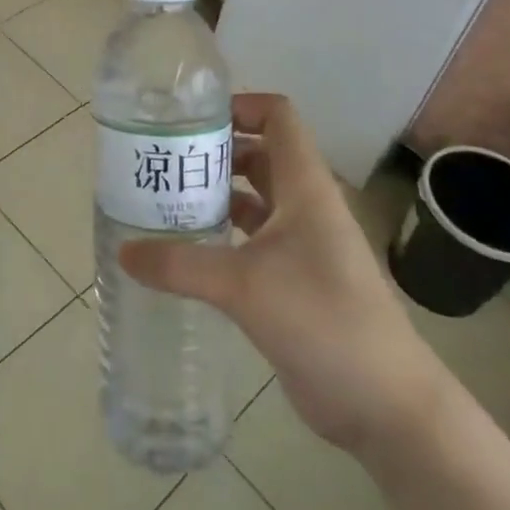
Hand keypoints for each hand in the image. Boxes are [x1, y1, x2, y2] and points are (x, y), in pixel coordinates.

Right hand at [118, 93, 447, 457]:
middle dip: (215, 152)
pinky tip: (189, 249)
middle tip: (164, 160)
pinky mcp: (296, 281)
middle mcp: (306, 206)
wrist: (385, 404)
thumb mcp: (243, 286)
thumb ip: (179, 266)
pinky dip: (224, 235)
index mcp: (305, 187)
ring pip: (256, 199)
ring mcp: (304, 245)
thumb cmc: (322, 319)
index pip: (278, 118)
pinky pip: (254, 240)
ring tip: (166, 199)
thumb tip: (124, 252)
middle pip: (260, 155)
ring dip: (217, 193)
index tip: (190, 120)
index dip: (240, 106)